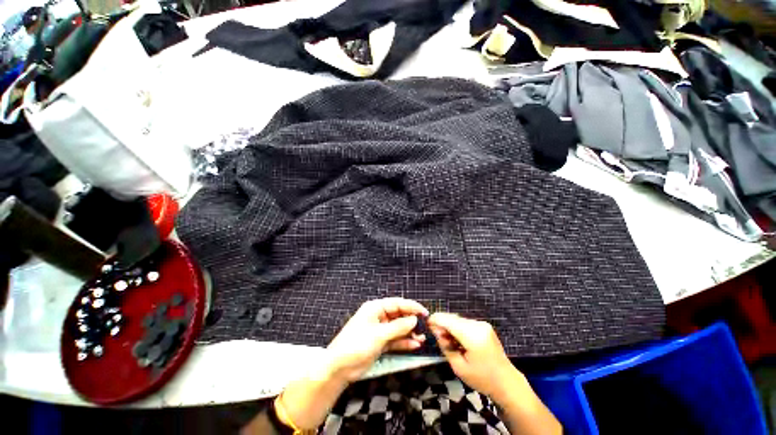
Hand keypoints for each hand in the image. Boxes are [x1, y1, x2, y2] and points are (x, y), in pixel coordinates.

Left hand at [326, 298, 428, 382]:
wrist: (339, 368)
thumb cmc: (357, 345)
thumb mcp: (379, 334)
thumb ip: (398, 327)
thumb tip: (414, 320)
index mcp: (375, 308)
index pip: (397, 303)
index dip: (411, 307)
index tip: (424, 313)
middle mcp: (379, 316)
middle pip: (399, 315)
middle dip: (411, 321)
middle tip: (425, 328)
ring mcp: (380, 330)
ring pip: (398, 328)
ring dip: (410, 333)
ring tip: (422, 338)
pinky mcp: (380, 343)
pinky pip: (395, 340)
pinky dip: (404, 342)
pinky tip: (414, 345)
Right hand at [428, 313, 521, 401]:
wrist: (507, 382)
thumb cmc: (482, 379)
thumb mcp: (458, 367)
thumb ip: (445, 345)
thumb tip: (436, 330)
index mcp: (472, 336)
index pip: (449, 321)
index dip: (436, 320)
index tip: (427, 323)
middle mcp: (478, 325)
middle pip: (453, 319)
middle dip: (443, 324)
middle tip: (438, 338)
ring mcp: (482, 324)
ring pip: (458, 320)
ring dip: (450, 327)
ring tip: (449, 342)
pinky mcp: (484, 326)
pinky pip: (465, 323)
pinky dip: (458, 328)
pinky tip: (458, 340)